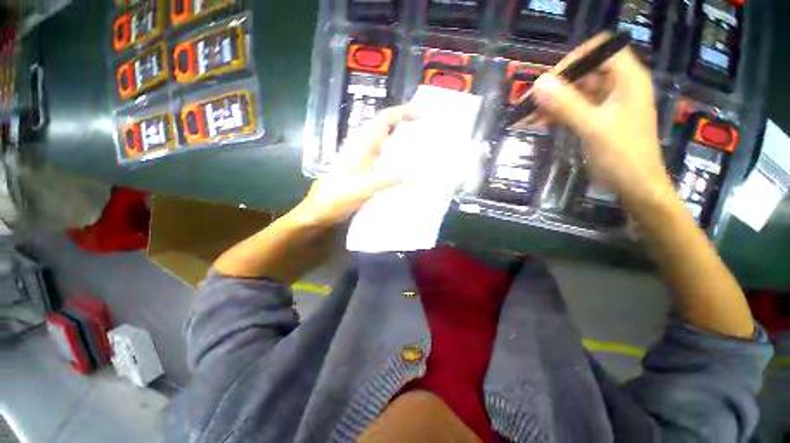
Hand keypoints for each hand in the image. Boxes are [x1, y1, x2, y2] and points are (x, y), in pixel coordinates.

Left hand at [292, 105, 415, 227]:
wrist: (320, 209)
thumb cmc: (338, 197)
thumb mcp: (362, 189)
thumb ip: (385, 180)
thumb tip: (409, 172)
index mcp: (361, 146)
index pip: (382, 120)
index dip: (401, 112)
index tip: (420, 113)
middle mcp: (362, 148)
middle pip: (383, 126)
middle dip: (402, 121)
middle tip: (423, 126)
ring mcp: (362, 158)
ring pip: (383, 140)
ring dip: (399, 137)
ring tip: (417, 142)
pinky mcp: (362, 169)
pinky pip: (382, 155)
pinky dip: (394, 153)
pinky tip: (403, 163)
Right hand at [529, 33, 675, 208]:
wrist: (634, 185)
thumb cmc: (622, 155)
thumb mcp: (593, 128)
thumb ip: (566, 105)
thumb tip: (538, 84)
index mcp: (627, 79)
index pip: (600, 51)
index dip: (573, 60)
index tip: (547, 80)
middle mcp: (618, 86)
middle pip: (583, 73)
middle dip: (555, 86)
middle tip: (528, 102)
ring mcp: (607, 103)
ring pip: (574, 93)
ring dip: (550, 102)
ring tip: (525, 115)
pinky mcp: (597, 119)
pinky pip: (573, 109)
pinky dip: (555, 114)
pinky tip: (536, 122)